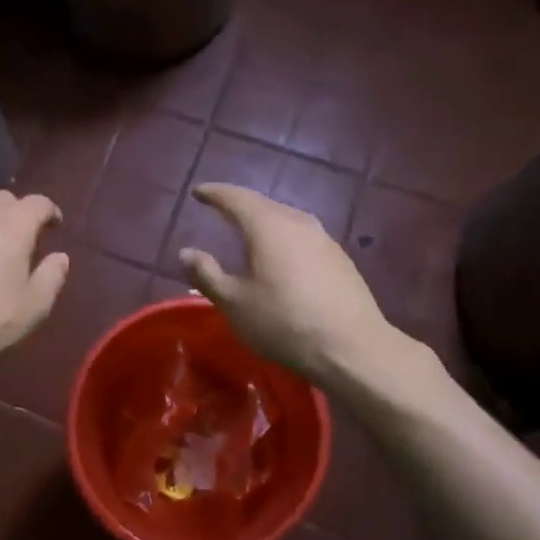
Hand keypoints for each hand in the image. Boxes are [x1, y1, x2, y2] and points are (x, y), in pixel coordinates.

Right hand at [179, 183, 398, 382]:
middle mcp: (298, 222)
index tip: (199, 192)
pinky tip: (281, 258)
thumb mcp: (234, 303)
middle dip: (239, 205)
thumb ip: (207, 274)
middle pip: (263, 205)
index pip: (235, 198)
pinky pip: (302, 238)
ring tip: (248, 232)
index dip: (214, 193)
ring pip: (286, 220)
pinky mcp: (340, 259)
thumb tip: (187, 252)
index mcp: (267, 226)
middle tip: (221, 209)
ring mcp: (324, 239)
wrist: (352, 347)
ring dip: (264, 222)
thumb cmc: (284, 323)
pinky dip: (284, 239)